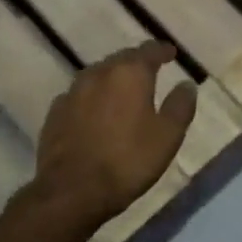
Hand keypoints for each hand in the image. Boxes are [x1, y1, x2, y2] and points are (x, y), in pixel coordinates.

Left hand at [25, 41, 196, 234]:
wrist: (71, 191)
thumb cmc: (128, 161)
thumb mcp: (167, 136)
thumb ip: (180, 106)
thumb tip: (187, 84)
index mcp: (129, 73)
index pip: (149, 50)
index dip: (162, 50)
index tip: (171, 53)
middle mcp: (99, 73)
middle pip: (121, 59)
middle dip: (136, 63)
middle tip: (149, 72)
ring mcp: (72, 92)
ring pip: (98, 75)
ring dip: (113, 79)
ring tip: (123, 91)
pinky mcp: (55, 113)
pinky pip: (79, 95)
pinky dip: (92, 98)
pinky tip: (95, 112)